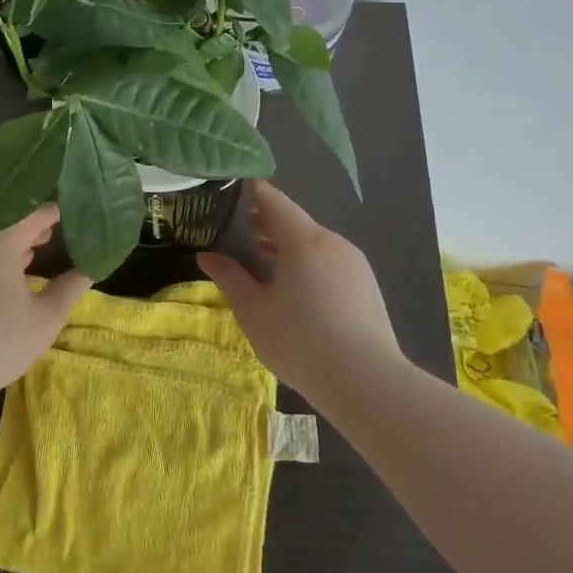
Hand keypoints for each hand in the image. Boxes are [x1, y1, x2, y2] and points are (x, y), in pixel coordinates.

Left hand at [0, 205, 91, 399]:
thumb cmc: (0, 343)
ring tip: (26, 263)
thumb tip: (90, 267)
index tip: (68, 213)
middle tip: (51, 237)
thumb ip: (71, 286)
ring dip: (5, 252)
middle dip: (29, 233)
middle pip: (5, 229)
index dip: (53, 214)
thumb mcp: (47, 317)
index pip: (33, 216)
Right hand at [197, 182, 402, 389]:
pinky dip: (307, 265)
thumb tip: (206, 255)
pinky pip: (329, 263)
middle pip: (294, 222)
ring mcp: (354, 263)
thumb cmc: (299, 340)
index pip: (274, 200)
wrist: (366, 382)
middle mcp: (332, 241)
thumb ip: (229, 277)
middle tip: (235, 232)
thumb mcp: (253, 310)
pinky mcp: (366, 286)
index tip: (230, 190)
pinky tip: (294, 290)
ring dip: (286, 247)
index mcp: (303, 239)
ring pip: (314, 244)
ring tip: (260, 264)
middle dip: (265, 224)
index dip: (251, 192)